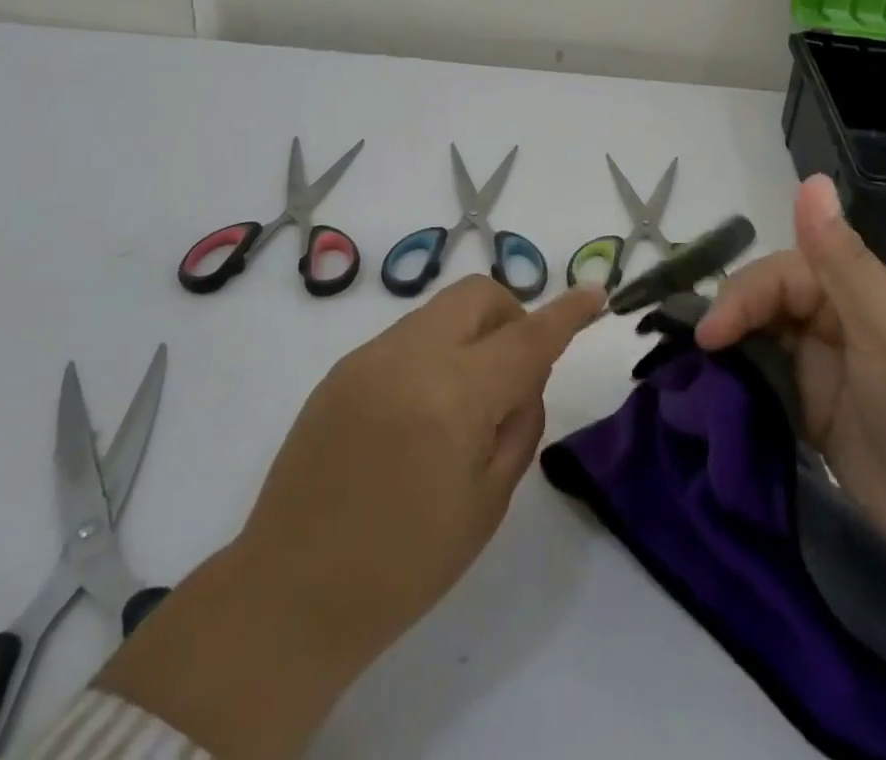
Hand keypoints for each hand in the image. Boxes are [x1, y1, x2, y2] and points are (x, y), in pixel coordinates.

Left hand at [100, 275, 604, 758]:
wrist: (289, 594)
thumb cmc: (404, 564)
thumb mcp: (487, 503)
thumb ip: (519, 423)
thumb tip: (525, 377)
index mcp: (454, 396)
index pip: (527, 335)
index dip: (567, 311)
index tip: (596, 292)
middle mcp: (411, 356)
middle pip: (480, 295)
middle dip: (511, 316)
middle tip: (514, 373)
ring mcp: (370, 356)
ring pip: (442, 309)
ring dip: (472, 333)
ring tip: (464, 400)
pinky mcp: (343, 367)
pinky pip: (409, 334)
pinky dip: (435, 351)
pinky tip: (420, 411)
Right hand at [700, 177, 885, 759]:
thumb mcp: (885, 326)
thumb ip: (839, 257)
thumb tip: (811, 177)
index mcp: (863, 289)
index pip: (787, 271)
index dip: (745, 293)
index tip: (711, 332)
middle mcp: (843, 320)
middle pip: (771, 301)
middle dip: (734, 317)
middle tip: (703, 351)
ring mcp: (829, 369)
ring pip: (765, 339)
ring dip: (734, 348)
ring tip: (698, 370)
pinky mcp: (817, 414)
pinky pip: (769, 383)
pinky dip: (743, 384)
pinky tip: (718, 393)